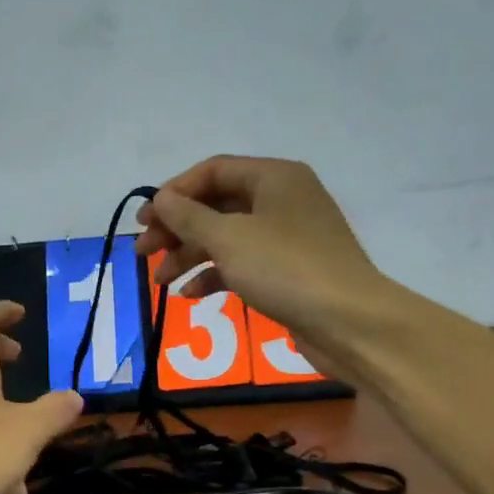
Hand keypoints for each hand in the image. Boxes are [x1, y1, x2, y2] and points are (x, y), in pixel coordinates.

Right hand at [135, 155, 387, 378]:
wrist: (349, 323)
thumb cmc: (285, 268)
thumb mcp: (228, 238)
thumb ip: (188, 216)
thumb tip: (161, 199)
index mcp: (274, 177)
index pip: (213, 171)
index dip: (174, 192)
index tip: (145, 220)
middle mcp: (282, 199)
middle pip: (216, 205)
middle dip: (177, 228)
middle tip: (144, 252)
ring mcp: (286, 237)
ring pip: (226, 236)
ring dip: (189, 255)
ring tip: (159, 281)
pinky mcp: (288, 270)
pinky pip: (242, 263)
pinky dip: (214, 275)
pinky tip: (190, 294)